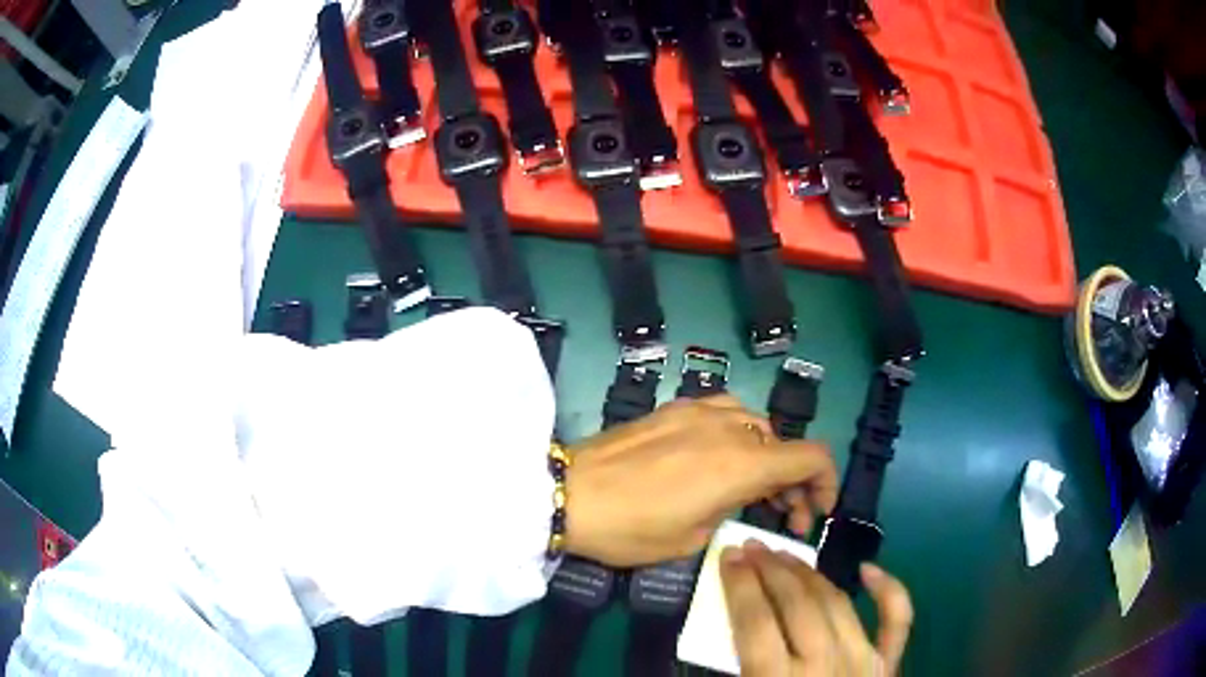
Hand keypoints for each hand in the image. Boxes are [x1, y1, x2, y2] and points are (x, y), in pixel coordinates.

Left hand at [563, 394, 836, 566]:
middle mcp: (729, 428)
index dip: (826, 483)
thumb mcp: (693, 538)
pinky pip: (724, 413)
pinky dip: (738, 436)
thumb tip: (740, 497)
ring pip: (756, 424)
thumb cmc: (631, 529)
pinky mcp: (674, 408)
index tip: (815, 511)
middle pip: (785, 443)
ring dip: (767, 455)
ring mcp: (699, 411)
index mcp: (741, 464)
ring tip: (752, 487)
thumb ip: (732, 509)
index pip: (811, 457)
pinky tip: (718, 459)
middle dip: (794, 480)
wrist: (567, 493)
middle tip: (783, 515)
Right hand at [721, 540, 913, 675]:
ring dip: (810, 574)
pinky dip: (888, 590)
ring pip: (836, 604)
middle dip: (770, 571)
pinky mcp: (890, 664)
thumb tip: (718, 641)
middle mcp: (825, 666)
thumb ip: (737, 672)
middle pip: (796, 606)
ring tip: (787, 556)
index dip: (740, 586)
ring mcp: (865, 661)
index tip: (728, 557)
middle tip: (752, 547)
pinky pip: (896, 619)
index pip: (755, 624)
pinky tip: (867, 571)